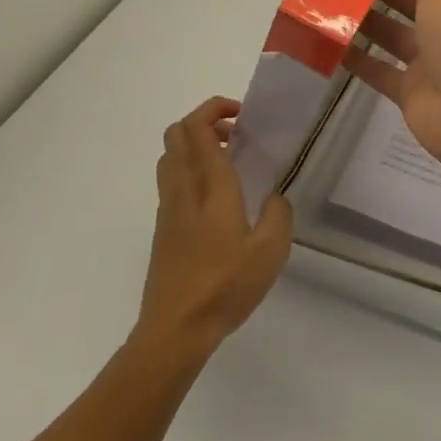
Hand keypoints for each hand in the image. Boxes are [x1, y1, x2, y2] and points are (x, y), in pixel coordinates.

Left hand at [137, 97, 292, 356]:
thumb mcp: (270, 252)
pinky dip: (189, 169)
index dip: (216, 108)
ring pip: (169, 155)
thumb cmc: (224, 286)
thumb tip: (274, 196)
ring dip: (194, 144)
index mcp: (210, 186)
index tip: (243, 117)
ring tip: (227, 161)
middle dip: (204, 121)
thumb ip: (278, 214)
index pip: (198, 128)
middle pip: (176, 133)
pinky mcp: (162, 228)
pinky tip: (216, 197)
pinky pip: (171, 179)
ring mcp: (168, 208)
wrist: (174, 331)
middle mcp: (184, 188)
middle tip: (235, 134)